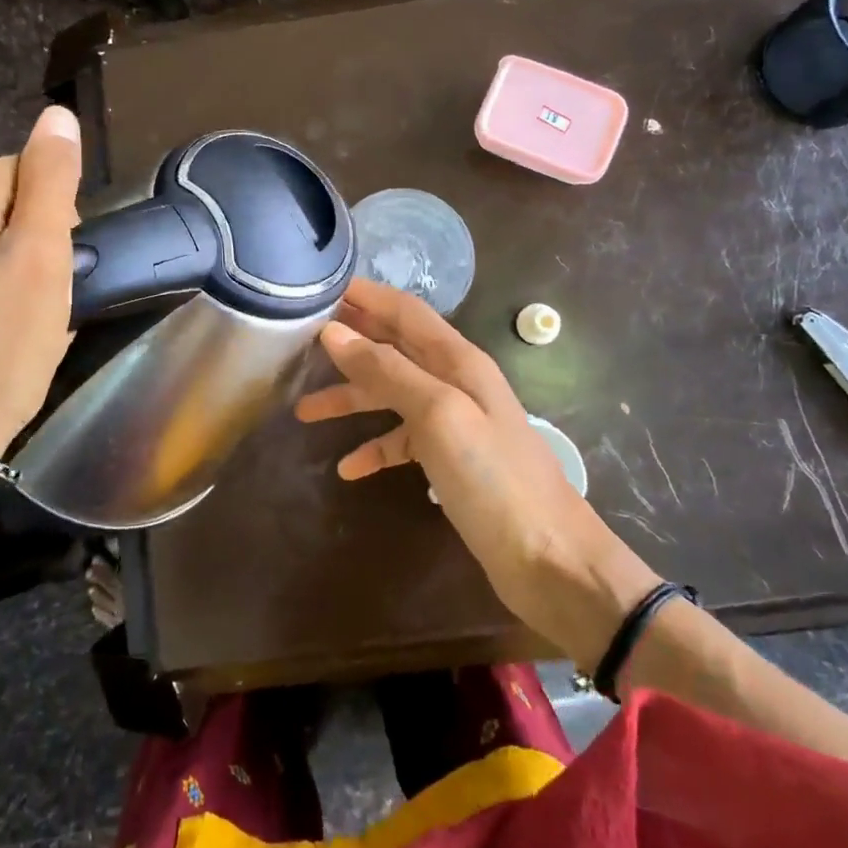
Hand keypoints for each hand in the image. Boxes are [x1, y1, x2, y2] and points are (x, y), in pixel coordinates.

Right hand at [295, 278, 662, 667]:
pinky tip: (348, 468)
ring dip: (351, 398)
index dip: (366, 296)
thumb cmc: (493, 477)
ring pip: (392, 395)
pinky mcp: (451, 460)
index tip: (318, 289)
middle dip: (350, 343)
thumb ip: (388, 371)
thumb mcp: (437, 415)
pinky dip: (375, 447)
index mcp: (458, 360)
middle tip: (298, 343)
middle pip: (394, 348)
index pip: (405, 311)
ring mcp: (454, 422)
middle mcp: (455, 382)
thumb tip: (334, 333)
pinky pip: (403, 441)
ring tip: (303, 411)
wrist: (548, 558)